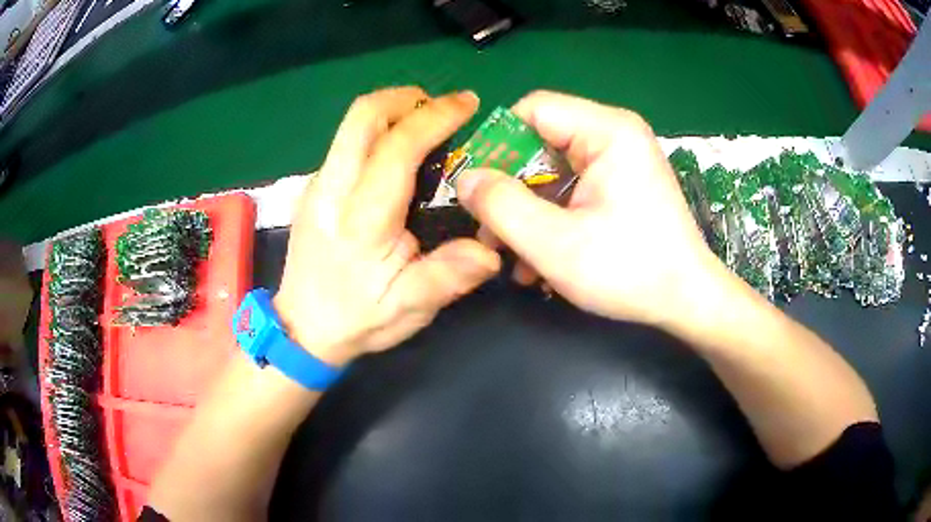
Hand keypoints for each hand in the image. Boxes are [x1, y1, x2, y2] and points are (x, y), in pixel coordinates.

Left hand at [275, 87, 500, 366]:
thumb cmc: (356, 319)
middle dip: (406, 98)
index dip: (435, 116)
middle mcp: (332, 190)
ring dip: (392, 111)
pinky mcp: (313, 188)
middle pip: (362, 116)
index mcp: (361, 219)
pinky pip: (347, 143)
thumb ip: (447, 277)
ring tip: (427, 124)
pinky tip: (399, 153)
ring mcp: (317, 185)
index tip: (467, 104)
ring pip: (351, 125)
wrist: (301, 329)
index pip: (396, 147)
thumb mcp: (408, 309)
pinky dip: (378, 131)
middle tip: (442, 107)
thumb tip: (491, 252)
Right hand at [455, 91, 722, 328]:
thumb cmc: (630, 272)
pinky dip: (550, 218)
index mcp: (608, 131)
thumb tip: (464, 178)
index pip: (532, 110)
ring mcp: (619, 160)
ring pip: (551, 170)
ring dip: (526, 211)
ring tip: (510, 257)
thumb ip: (502, 206)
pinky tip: (538, 260)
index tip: (474, 187)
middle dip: (509, 188)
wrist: (687, 301)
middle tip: (488, 231)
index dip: (496, 143)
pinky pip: (571, 189)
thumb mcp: (556, 244)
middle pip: (540, 141)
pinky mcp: (620, 184)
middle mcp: (615, 135)